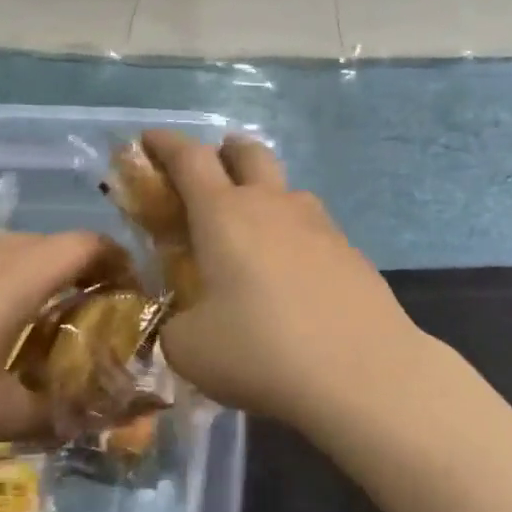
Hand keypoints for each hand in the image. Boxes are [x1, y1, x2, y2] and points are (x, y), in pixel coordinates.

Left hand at [0, 232, 111, 480]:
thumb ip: (49, 413)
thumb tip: (85, 420)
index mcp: (13, 275)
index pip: (86, 244)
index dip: (118, 262)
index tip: (130, 293)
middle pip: (44, 246)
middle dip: (74, 277)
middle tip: (81, 323)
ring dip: (24, 283)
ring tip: (21, 333)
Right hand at [142, 131, 423, 425]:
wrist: (362, 372)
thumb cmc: (261, 352)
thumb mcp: (189, 348)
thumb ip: (177, 323)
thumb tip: (188, 319)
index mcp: (225, 215)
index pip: (189, 159)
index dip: (165, 144)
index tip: (149, 139)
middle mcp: (274, 206)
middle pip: (249, 152)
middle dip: (225, 152)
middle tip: (212, 170)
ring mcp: (321, 226)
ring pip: (288, 190)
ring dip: (265, 195)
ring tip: (255, 234)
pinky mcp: (352, 254)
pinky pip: (315, 229)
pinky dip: (294, 237)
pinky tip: (295, 276)